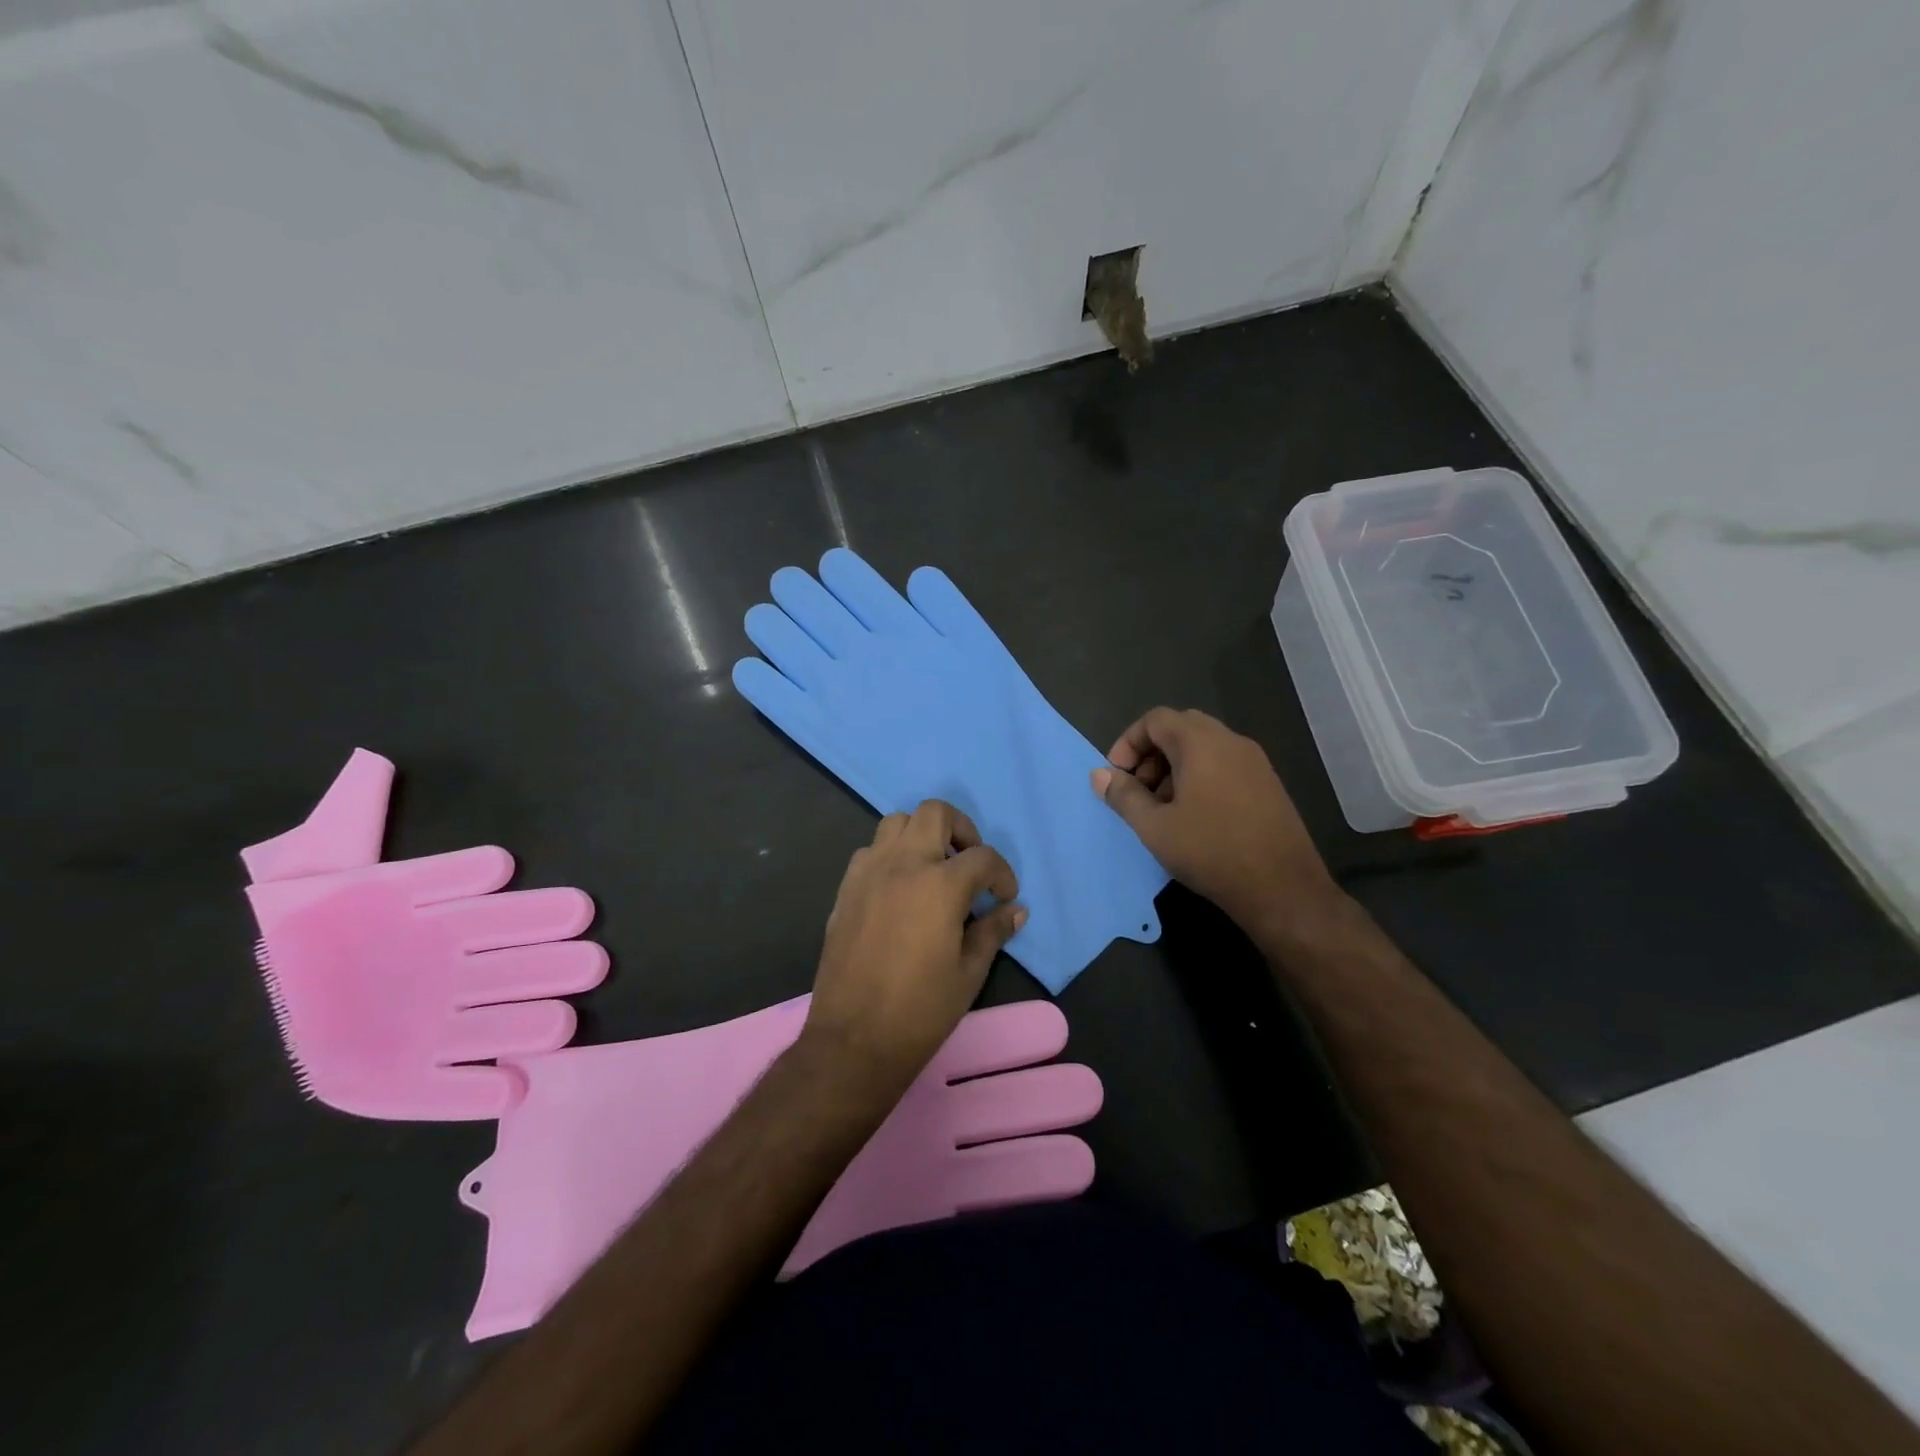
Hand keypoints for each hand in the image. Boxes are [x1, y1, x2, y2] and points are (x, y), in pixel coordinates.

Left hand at [804, 801, 1023, 1087]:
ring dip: (922, 835)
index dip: (1002, 875)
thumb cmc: (920, 1010)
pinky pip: (871, 851)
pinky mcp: (846, 889)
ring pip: (897, 823)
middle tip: (970, 864)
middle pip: (935, 813)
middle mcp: (903, 865)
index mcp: (940, 885)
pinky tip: (901, 890)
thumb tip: (1016, 910)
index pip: (983, 858)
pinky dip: (891, 856)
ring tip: (934, 870)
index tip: (1004, 897)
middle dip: (962, 830)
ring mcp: (869, 873)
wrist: (854, 1039)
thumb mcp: (969, 973)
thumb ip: (993, 931)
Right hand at [1090, 707, 1339, 939]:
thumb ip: (1123, 796)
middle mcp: (1230, 741)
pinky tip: (1194, 817)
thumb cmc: (1211, 851)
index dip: (1128, 743)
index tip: (1117, 777)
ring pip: (1203, 747)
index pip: (1155, 719)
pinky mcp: (1267, 783)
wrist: (1283, 888)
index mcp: (1201, 742)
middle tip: (1138, 790)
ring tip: (1163, 808)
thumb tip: (1099, 775)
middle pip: (1179, 728)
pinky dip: (1199, 777)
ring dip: (1174, 767)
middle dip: (1150, 754)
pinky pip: (1223, 764)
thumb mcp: (1154, 827)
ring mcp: (1254, 761)